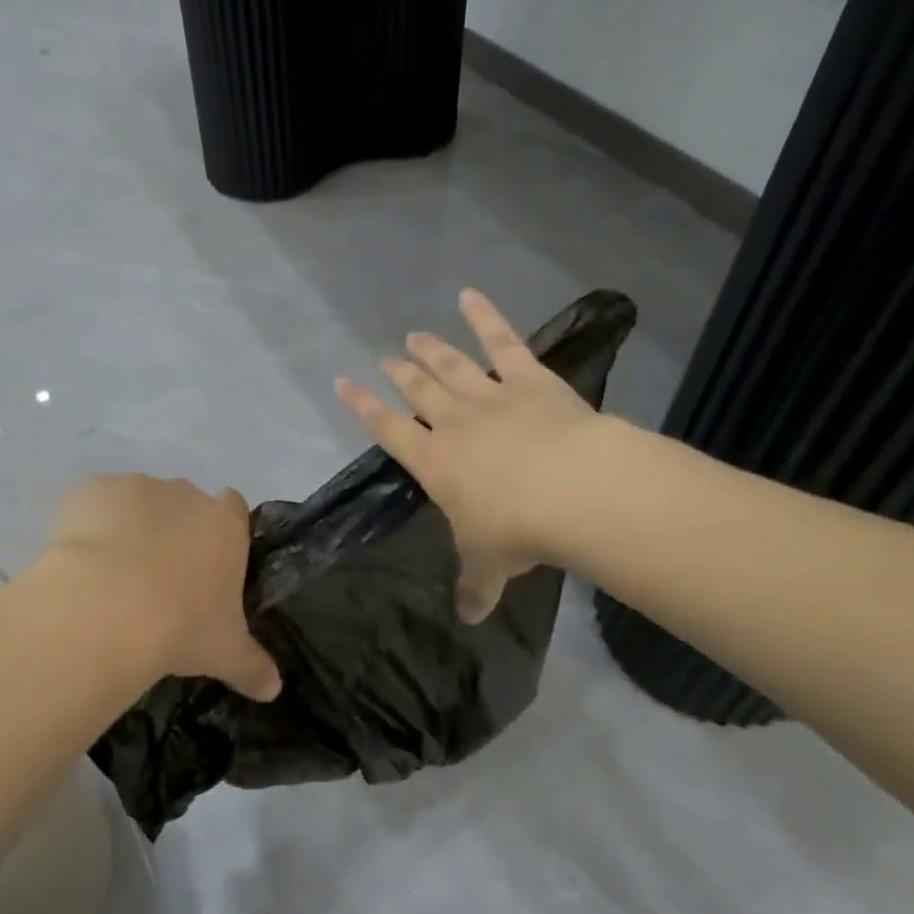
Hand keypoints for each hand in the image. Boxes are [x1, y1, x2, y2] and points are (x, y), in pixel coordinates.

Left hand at [44, 473, 281, 700]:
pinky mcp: (90, 489)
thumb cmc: (179, 626)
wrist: (105, 608)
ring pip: (136, 501)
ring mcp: (136, 487)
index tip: (206, 561)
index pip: (233, 508)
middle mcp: (184, 495)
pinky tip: (78, 562)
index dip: (220, 530)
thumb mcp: (224, 653)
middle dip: (171, 531)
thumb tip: (274, 689)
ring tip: (109, 576)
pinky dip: (86, 524)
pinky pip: (92, 502)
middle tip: (155, 578)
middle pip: (183, 503)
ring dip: (128, 526)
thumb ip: (253, 666)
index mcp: (224, 524)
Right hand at [335, 289, 601, 622]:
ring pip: (451, 364)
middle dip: (398, 373)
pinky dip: (485, 316)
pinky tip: (470, 294)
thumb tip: (468, 620)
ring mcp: (490, 395)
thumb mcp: (489, 565)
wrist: (570, 490)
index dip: (363, 405)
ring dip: (430, 348)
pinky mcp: (530, 379)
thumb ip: (475, 587)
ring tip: (414, 335)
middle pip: (418, 390)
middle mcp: (454, 422)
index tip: (343, 383)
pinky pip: (503, 341)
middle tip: (386, 357)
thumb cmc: (517, 530)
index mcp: (434, 462)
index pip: (388, 428)